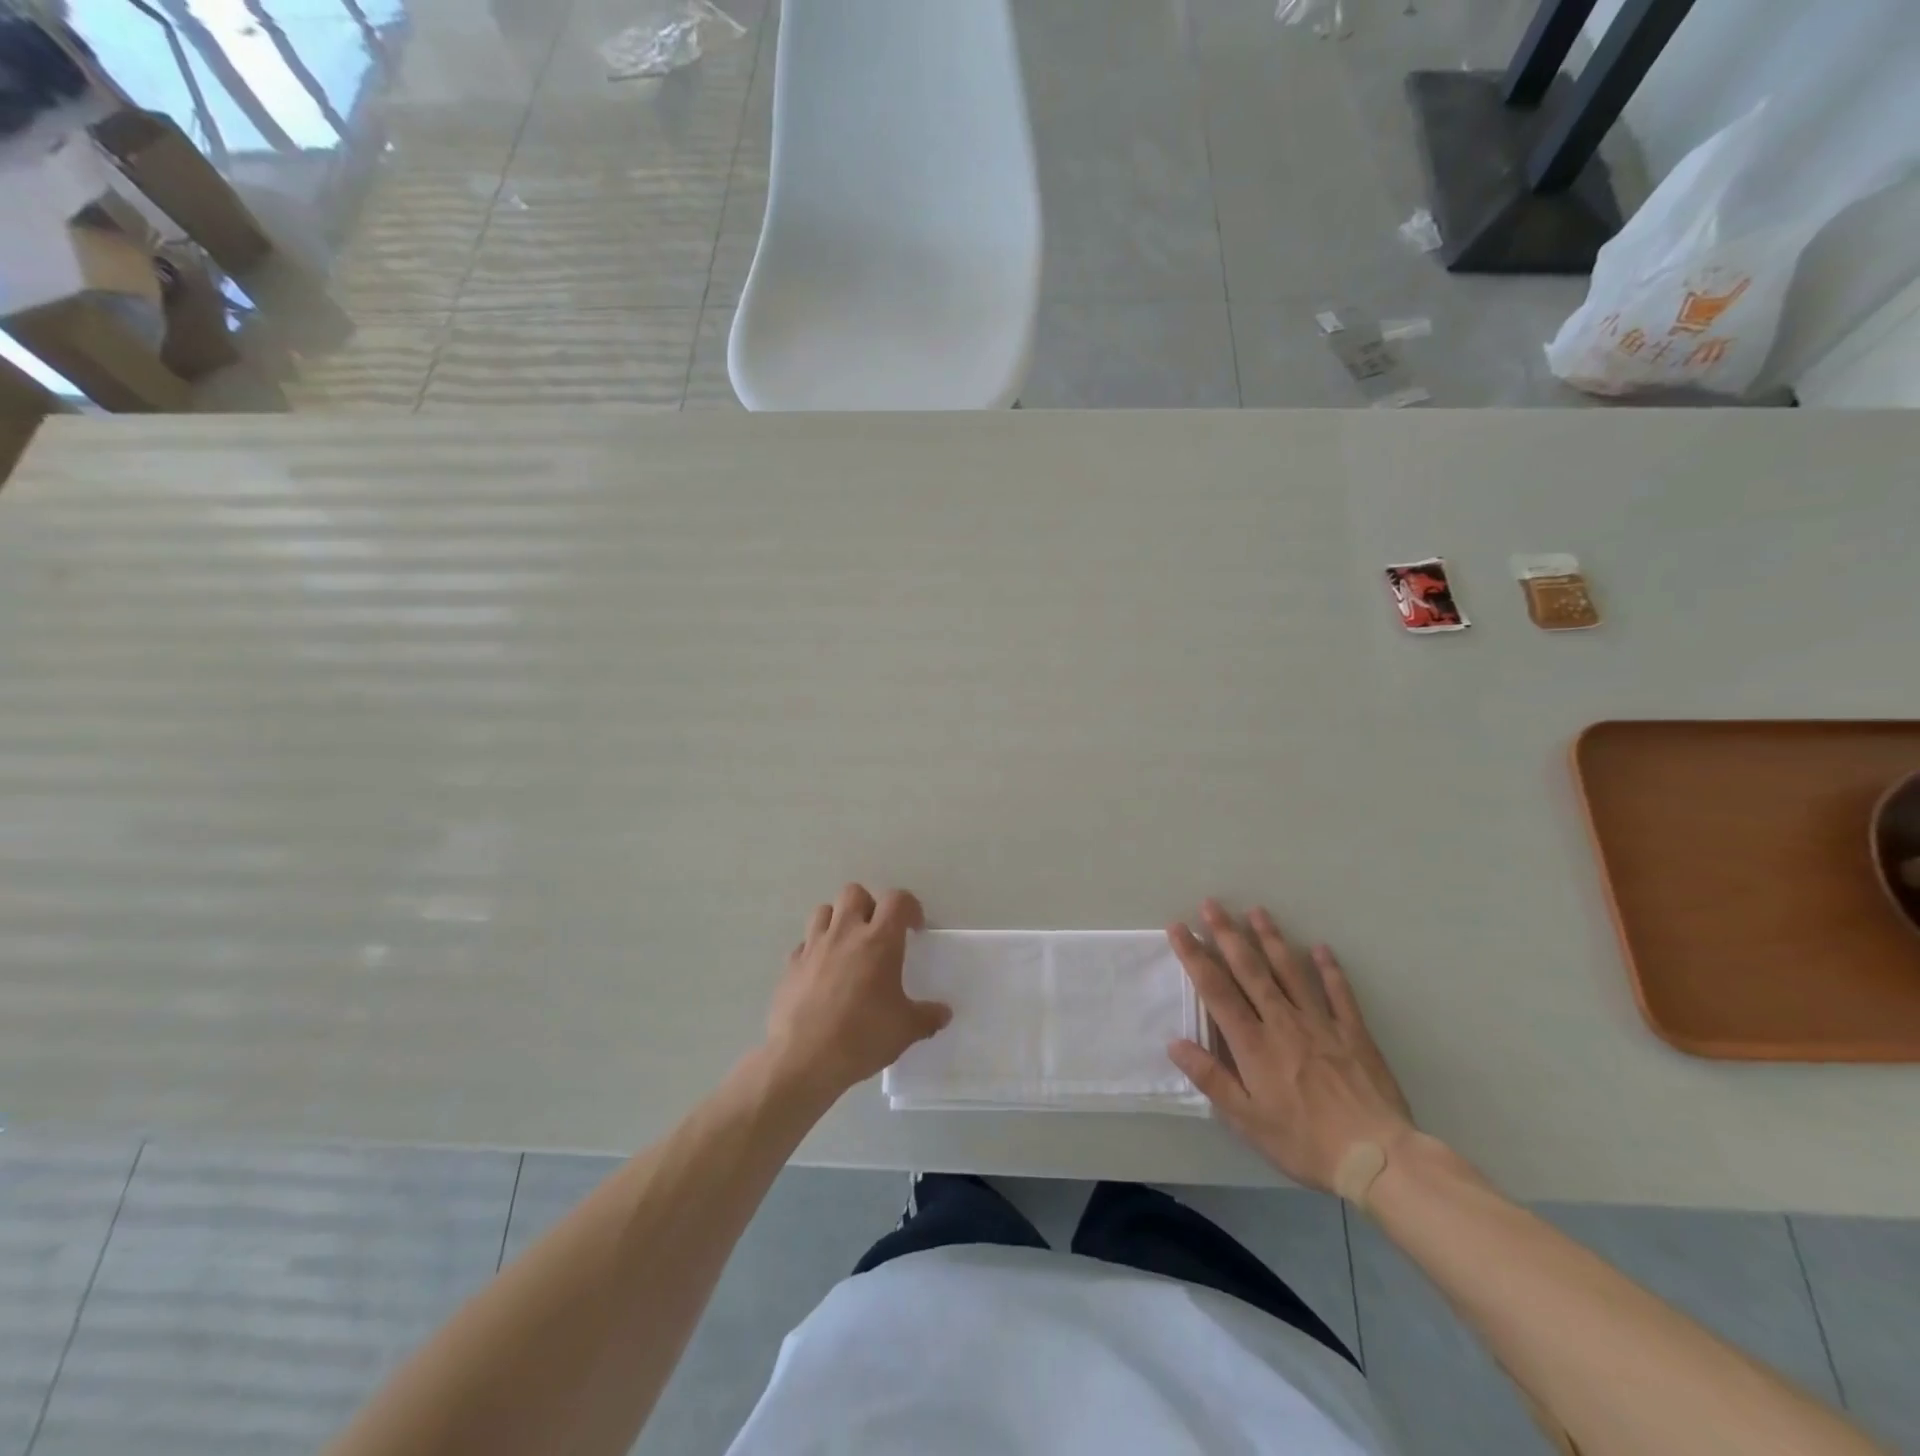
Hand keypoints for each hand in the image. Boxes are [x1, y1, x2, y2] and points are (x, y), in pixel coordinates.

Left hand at [764, 884, 951, 1101]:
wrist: (802, 1060)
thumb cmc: (861, 1038)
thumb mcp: (905, 1031)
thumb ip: (928, 1017)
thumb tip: (944, 1014)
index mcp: (878, 941)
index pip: (897, 900)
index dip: (910, 907)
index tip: (915, 929)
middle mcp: (844, 933)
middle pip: (854, 892)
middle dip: (869, 905)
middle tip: (878, 933)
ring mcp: (813, 946)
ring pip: (824, 910)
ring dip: (838, 920)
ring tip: (848, 946)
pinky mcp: (790, 965)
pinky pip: (804, 944)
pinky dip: (815, 950)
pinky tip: (823, 974)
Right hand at [1166, 900, 1414, 1192]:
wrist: (1377, 1158)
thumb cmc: (1304, 1142)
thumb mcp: (1247, 1120)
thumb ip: (1211, 1078)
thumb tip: (1175, 1043)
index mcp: (1253, 1043)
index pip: (1216, 989)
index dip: (1194, 956)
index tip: (1179, 928)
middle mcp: (1282, 1022)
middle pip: (1249, 969)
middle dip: (1227, 934)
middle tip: (1211, 904)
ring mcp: (1320, 1023)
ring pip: (1290, 971)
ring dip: (1271, 939)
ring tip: (1256, 911)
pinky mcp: (1352, 1032)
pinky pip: (1338, 993)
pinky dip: (1328, 969)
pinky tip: (1320, 948)